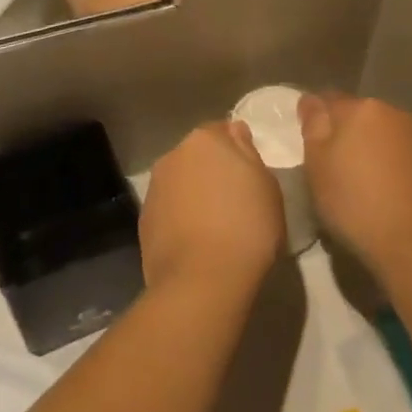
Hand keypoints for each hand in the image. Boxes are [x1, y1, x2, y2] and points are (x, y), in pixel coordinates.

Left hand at [140, 121, 285, 298]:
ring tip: (216, 224)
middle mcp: (173, 156)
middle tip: (236, 199)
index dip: (238, 150)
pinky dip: (181, 217)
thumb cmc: (247, 226)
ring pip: (181, 182)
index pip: (223, 130)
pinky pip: (170, 209)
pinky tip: (197, 240)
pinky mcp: (144, 220)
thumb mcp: (267, 185)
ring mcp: (154, 188)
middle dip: (213, 170)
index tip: (250, 174)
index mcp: (204, 139)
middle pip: (198, 156)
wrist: (201, 281)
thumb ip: (248, 152)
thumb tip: (234, 134)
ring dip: (195, 193)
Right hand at [299, 93, 411, 280]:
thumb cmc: (356, 204)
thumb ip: (313, 127)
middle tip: (336, 164)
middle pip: (360, 114)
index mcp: (360, 108)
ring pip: (384, 132)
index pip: (328, 99)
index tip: (310, 142)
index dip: (316, 118)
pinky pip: (405, 151)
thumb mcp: (318, 167)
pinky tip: (390, 189)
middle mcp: (393, 111)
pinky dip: (394, 162)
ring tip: (365, 179)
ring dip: (373, 146)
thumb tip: (312, 101)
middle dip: (347, 131)